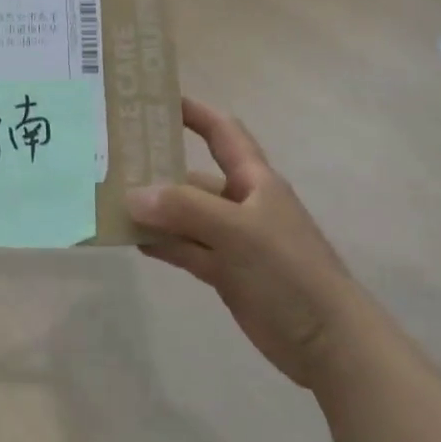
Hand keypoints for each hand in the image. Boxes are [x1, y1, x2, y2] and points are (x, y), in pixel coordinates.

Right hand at [127, 98, 354, 388]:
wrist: (329, 342)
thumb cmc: (289, 270)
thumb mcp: (238, 231)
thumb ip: (184, 209)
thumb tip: (133, 196)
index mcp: (254, 181)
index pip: (222, 133)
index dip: (195, 113)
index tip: (157, 100)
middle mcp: (241, 204)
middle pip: (194, 177)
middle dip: (159, 169)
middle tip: (113, 161)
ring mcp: (232, 240)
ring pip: (186, 216)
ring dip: (155, 211)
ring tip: (111, 203)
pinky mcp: (226, 272)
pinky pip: (186, 249)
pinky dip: (162, 244)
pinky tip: (133, 241)